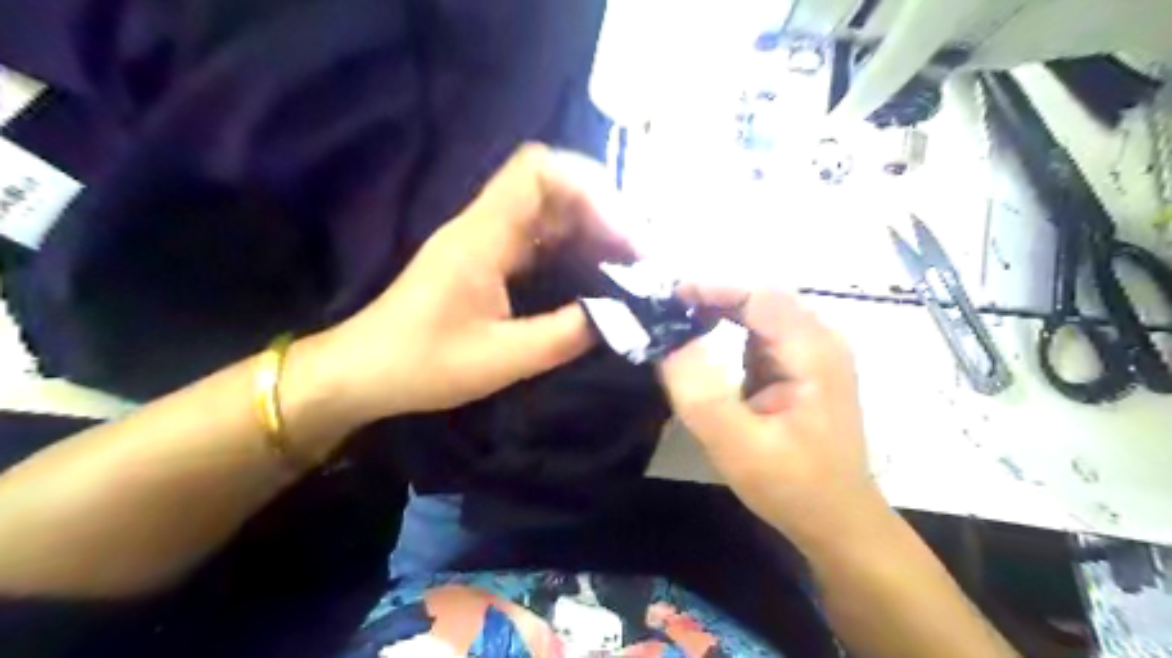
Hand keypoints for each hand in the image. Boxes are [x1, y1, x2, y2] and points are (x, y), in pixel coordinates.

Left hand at [306, 141, 625, 426]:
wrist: (363, 371)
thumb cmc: (422, 364)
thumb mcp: (500, 359)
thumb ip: (563, 335)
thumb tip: (620, 315)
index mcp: (481, 237)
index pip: (537, 171)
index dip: (588, 186)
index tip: (624, 231)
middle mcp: (484, 225)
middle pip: (551, 184)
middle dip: (601, 209)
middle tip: (638, 251)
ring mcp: (484, 239)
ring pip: (548, 209)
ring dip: (590, 228)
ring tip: (627, 263)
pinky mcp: (486, 258)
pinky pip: (539, 236)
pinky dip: (572, 247)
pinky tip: (594, 274)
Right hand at [657, 288, 889, 548]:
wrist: (837, 520)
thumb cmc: (792, 486)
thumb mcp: (737, 445)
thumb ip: (700, 392)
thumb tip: (668, 341)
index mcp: (812, 351)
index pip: (758, 294)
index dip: (710, 288)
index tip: (666, 299)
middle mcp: (820, 339)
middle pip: (759, 297)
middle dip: (710, 299)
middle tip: (665, 312)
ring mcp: (815, 351)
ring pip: (759, 312)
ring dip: (718, 314)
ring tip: (676, 326)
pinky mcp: (804, 365)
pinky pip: (761, 333)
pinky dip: (729, 334)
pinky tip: (705, 347)